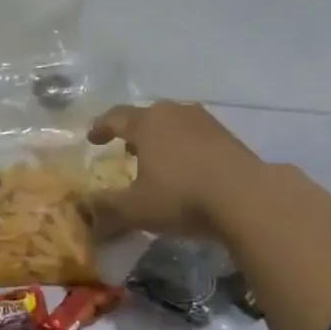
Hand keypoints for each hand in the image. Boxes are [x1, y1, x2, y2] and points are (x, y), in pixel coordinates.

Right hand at [86, 101, 265, 237]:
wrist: (246, 196)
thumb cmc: (180, 196)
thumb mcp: (135, 209)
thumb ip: (107, 210)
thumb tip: (84, 215)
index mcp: (147, 123)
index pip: (116, 117)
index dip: (101, 127)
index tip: (92, 138)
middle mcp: (175, 113)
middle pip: (148, 116)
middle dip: (134, 131)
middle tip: (126, 149)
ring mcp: (206, 122)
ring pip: (175, 124)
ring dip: (163, 139)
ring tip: (158, 159)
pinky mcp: (230, 137)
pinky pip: (197, 137)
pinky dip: (186, 148)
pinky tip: (189, 169)